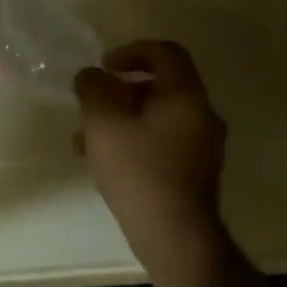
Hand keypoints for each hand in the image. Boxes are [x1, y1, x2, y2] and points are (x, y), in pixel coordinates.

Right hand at [74, 40, 228, 273]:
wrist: (174, 235)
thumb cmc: (138, 169)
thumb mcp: (102, 120)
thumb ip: (92, 87)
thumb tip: (92, 77)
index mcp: (185, 97)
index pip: (165, 53)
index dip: (131, 51)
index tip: (104, 68)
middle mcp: (200, 116)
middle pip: (159, 85)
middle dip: (118, 90)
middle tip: (90, 105)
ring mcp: (200, 146)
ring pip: (154, 115)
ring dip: (119, 117)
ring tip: (86, 138)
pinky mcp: (192, 171)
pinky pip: (158, 140)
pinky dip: (130, 139)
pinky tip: (102, 161)